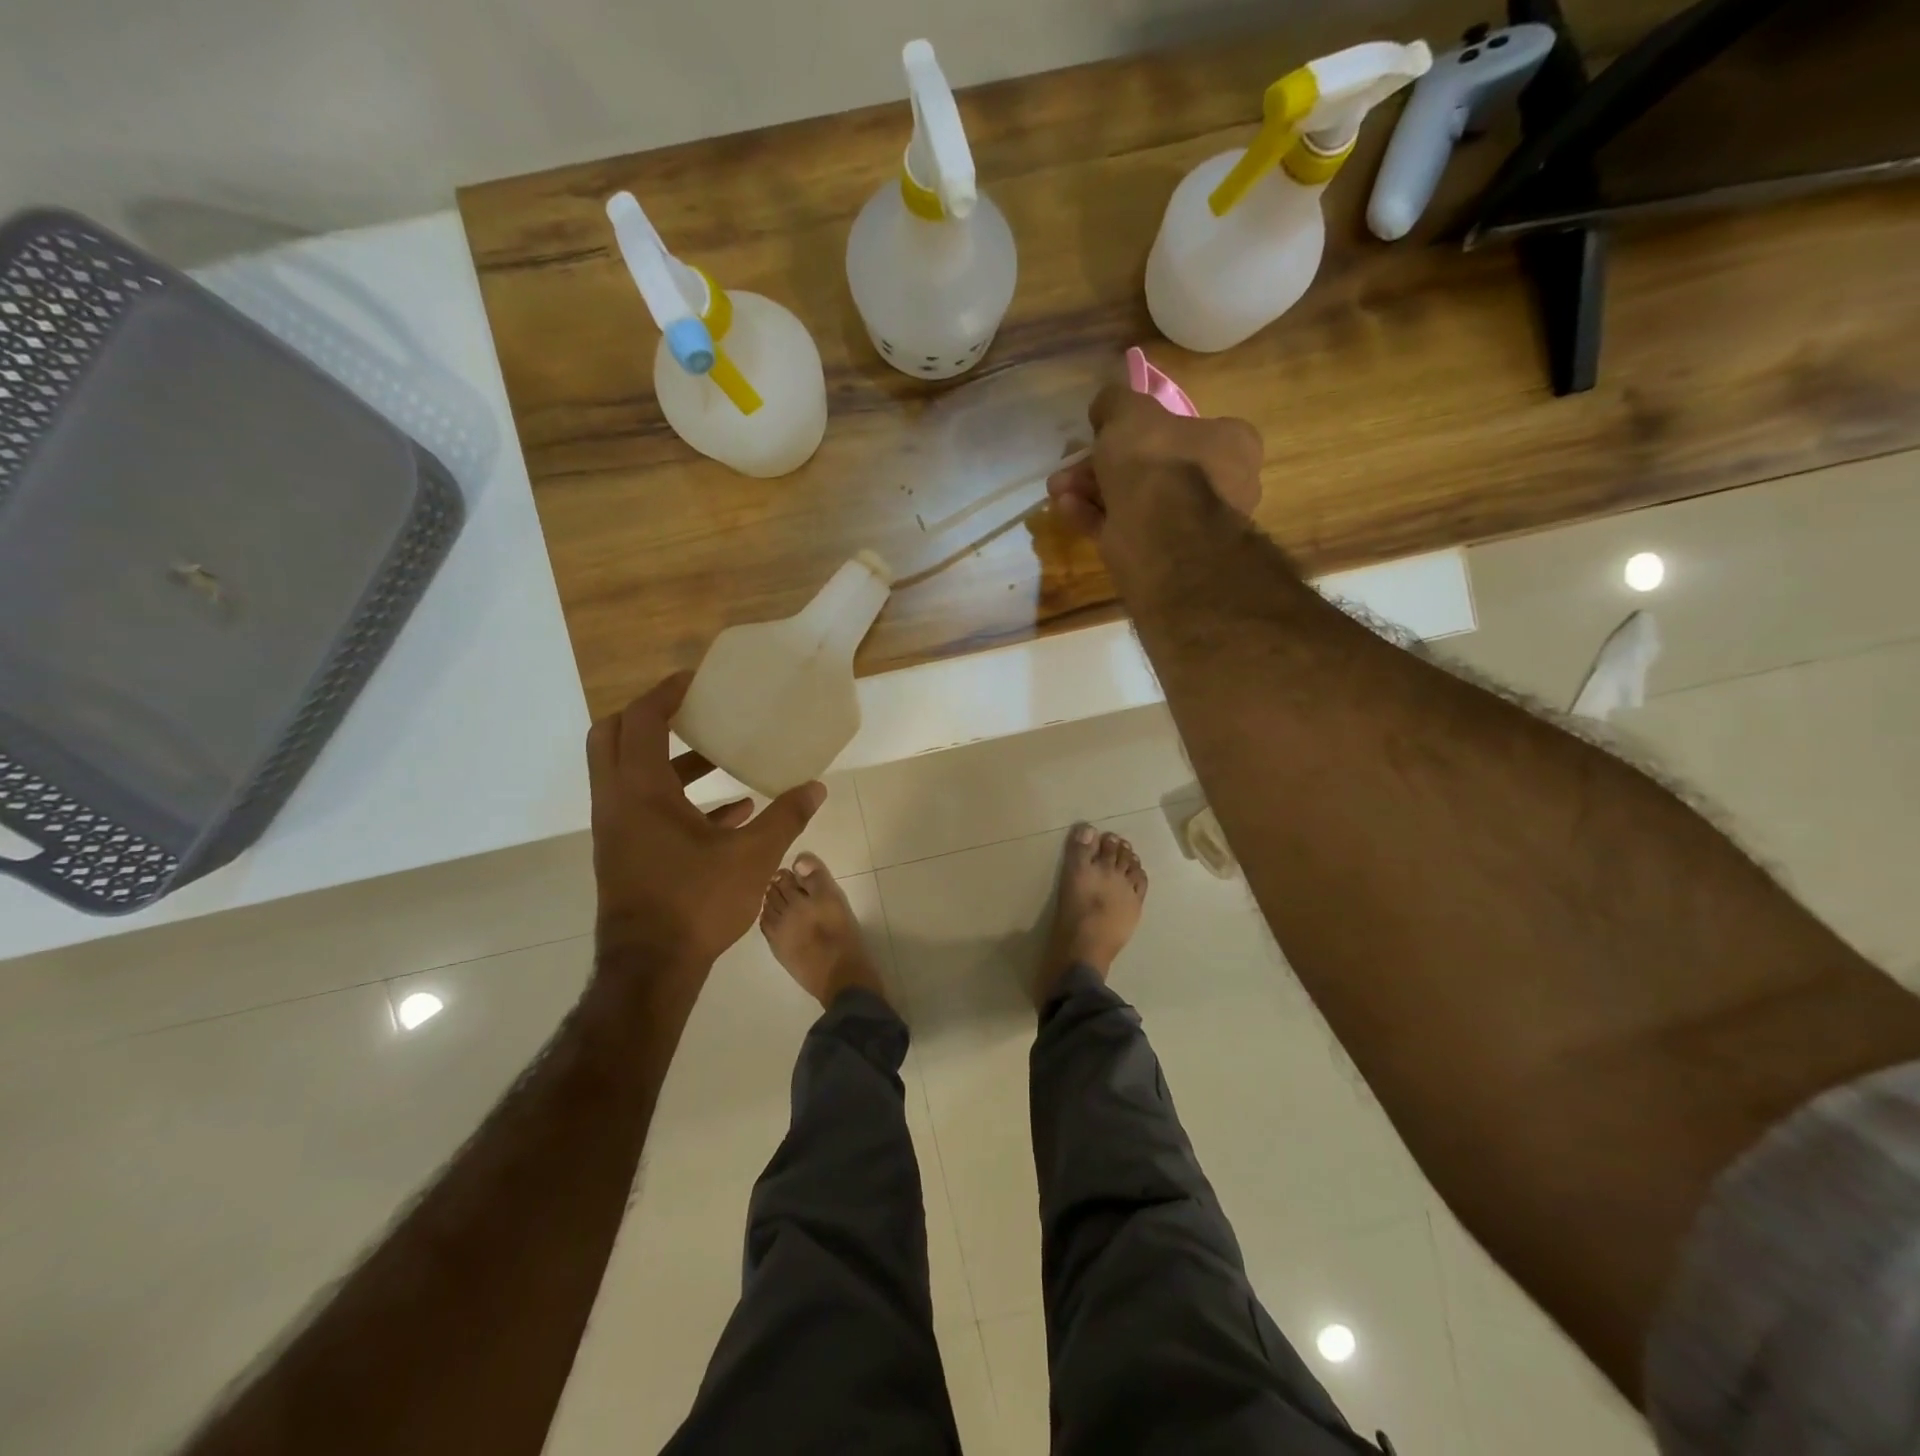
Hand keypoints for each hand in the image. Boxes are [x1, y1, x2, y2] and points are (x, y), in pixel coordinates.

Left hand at [587, 674, 824, 977]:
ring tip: (719, 758)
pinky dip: (679, 799)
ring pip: (630, 776)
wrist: (651, 969)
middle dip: (648, 717)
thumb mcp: (753, 857)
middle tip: (689, 710)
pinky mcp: (626, 854)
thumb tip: (816, 788)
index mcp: (640, 790)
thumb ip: (785, 817)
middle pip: (613, 737)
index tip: (695, 680)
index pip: (640, 720)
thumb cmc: (695, 903)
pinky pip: (646, 810)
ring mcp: (617, 830)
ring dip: (669, 761)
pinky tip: (731, 814)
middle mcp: (618, 802)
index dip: (665, 693)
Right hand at [1046, 384, 1263, 548]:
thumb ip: (1116, 402)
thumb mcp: (1131, 413)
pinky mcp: (1159, 555)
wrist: (1161, 538)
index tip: (1106, 429)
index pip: (1186, 428)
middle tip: (1070, 461)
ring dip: (1090, 489)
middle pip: (1150, 466)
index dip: (1142, 427)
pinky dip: (1093, 517)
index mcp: (1228, 444)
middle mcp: (1217, 485)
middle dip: (1102, 463)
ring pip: (1132, 499)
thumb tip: (1105, 407)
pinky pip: (1122, 528)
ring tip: (1056, 486)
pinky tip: (1065, 507)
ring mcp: (1187, 525)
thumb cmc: (1157, 464)